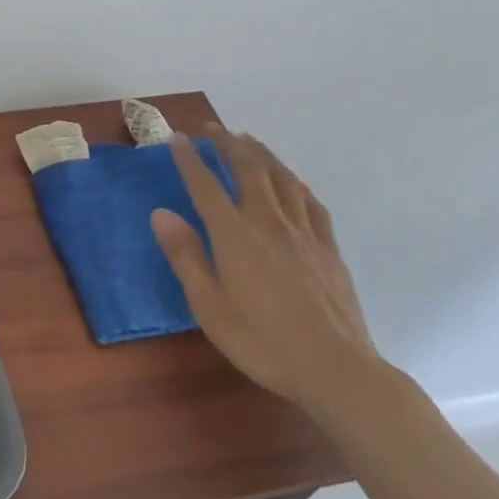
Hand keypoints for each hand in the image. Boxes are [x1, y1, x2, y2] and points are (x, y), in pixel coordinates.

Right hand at [151, 126, 380, 416]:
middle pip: (248, 168)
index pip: (206, 185)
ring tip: (248, 140)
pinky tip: (291, 182)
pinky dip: (295, 183)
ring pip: (282, 177)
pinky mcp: (328, 248)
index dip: (189, 159)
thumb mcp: (210, 308)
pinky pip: (311, 202)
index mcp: (235, 236)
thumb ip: (186, 257)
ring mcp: (303, 233)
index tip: (177, 138)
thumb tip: (161, 213)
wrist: (337, 371)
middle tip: (211, 128)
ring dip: (261, 153)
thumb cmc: (264, 342)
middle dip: (227, 142)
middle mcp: (268, 222)